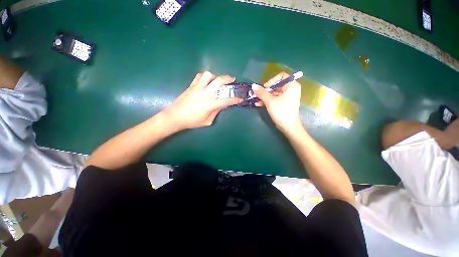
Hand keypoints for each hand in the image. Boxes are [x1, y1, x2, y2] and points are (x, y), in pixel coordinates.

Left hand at [162, 71, 242, 129]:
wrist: (175, 116)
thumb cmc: (192, 121)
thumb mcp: (207, 121)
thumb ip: (216, 112)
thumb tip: (223, 105)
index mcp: (209, 105)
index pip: (225, 101)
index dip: (234, 100)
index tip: (240, 98)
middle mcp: (204, 94)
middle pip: (218, 81)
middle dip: (227, 78)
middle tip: (232, 79)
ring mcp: (197, 88)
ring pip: (207, 75)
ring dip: (215, 76)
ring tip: (216, 81)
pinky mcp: (191, 86)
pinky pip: (199, 76)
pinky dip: (205, 77)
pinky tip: (206, 82)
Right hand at [252, 72, 301, 132]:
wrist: (288, 127)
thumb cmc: (281, 111)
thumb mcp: (270, 101)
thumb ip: (261, 92)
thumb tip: (253, 85)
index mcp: (291, 86)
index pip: (281, 76)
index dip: (272, 80)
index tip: (265, 87)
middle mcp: (290, 90)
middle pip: (276, 85)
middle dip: (265, 90)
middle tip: (257, 94)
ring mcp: (287, 97)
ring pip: (274, 93)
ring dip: (264, 97)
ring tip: (255, 100)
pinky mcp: (283, 103)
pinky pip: (274, 99)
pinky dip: (267, 101)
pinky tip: (258, 104)